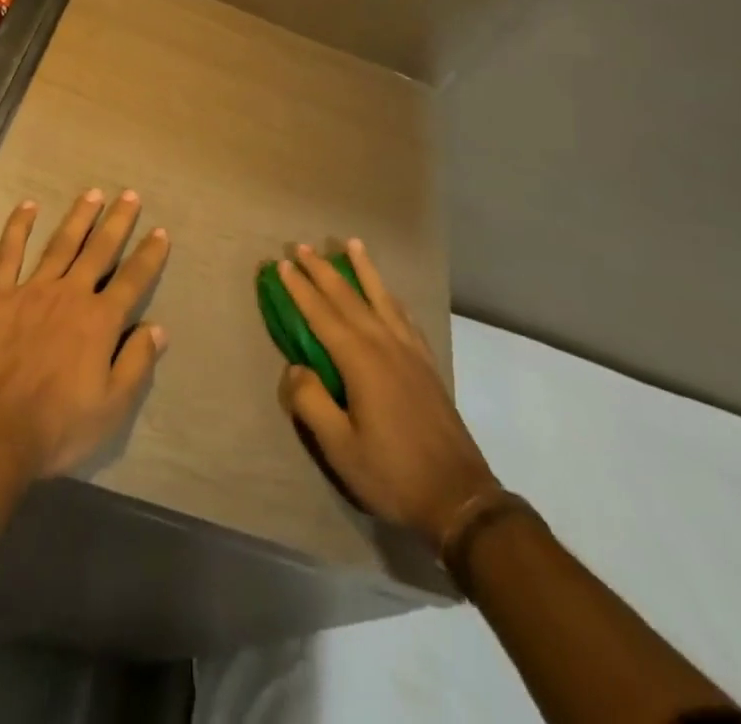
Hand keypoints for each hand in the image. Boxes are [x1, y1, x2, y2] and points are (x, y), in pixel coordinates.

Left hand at [0, 188, 171, 478]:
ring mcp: (32, 290)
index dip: (150, 254)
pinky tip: (28, 206)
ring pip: (61, 243)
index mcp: (100, 320)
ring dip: (79, 217)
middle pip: (100, 250)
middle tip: (130, 194)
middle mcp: (71, 294)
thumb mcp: (112, 407)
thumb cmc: (57, 427)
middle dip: (118, 221)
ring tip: (93, 193)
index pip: (134, 279)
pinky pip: (9, 253)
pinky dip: (18, 227)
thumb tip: (159, 328)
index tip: (161, 232)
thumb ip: (137, 363)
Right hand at [277, 240, 498, 546]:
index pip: (321, 314)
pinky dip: (390, 296)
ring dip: (362, 269)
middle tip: (302, 246)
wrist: (458, 496)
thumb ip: (311, 402)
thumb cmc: (392, 473)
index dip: (300, 288)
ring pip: (381, 297)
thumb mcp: (340, 447)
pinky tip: (388, 293)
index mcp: (360, 360)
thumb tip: (295, 368)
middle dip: (323, 270)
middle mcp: (384, 343)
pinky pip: (404, 315)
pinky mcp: (426, 362)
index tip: (282, 264)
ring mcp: (409, 350)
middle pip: (348, 297)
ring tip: (351, 244)